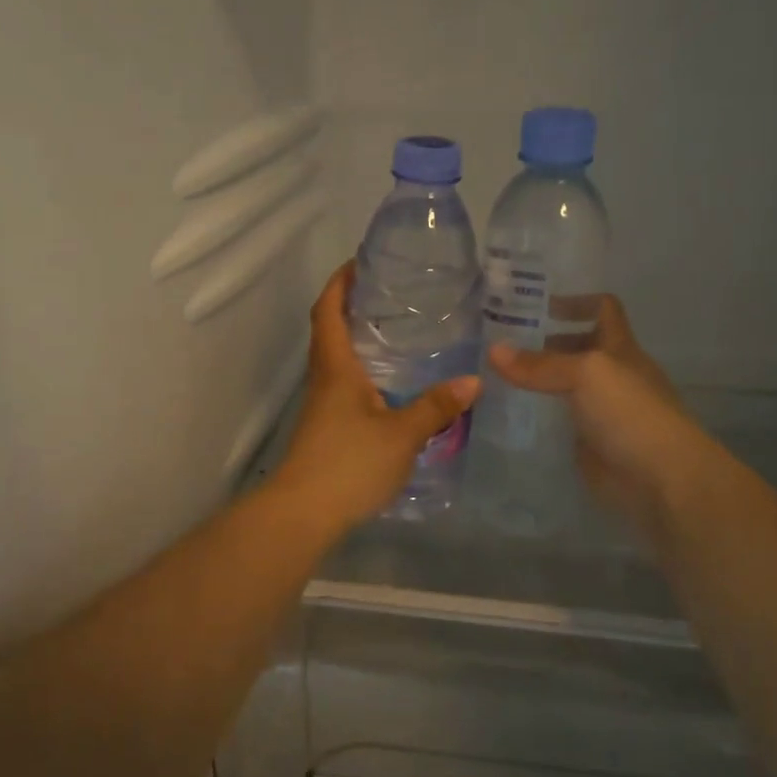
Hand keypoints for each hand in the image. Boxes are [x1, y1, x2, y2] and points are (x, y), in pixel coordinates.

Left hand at [271, 263, 480, 532]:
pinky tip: (391, 386)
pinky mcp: (326, 428)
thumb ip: (436, 407)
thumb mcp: (402, 434)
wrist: (303, 513)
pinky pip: (344, 386)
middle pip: (329, 331)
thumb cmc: (349, 463)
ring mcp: (322, 406)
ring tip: (397, 333)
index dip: (339, 283)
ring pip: (336, 360)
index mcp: (336, 368)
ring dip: (357, 340)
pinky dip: (363, 373)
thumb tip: (473, 381)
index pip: (327, 311)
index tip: (360, 263)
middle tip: (389, 295)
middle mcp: (324, 379)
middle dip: (351, 306)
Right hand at [488, 298, 714, 541]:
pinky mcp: (589, 444)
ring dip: (537, 382)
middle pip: (579, 348)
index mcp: (619, 349)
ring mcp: (601, 412)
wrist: (660, 478)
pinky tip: (508, 416)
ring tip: (493, 378)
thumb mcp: (585, 374)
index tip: (536, 306)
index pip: (603, 309)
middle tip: (498, 344)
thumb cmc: (630, 412)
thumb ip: (540, 364)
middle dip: (545, 343)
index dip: (575, 302)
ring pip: (565, 387)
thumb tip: (492, 351)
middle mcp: (611, 375)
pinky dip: (538, 418)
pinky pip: (559, 423)